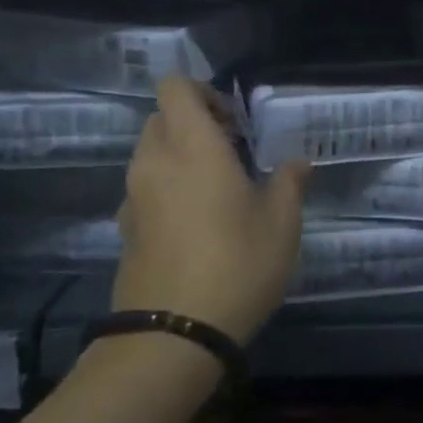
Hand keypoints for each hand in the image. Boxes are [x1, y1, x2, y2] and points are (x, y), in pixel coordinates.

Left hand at [115, 76, 307, 344]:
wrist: (173, 335)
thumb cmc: (236, 264)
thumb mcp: (282, 223)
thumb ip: (289, 183)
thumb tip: (296, 163)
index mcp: (192, 145)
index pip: (175, 87)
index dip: (202, 91)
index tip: (233, 120)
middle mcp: (154, 161)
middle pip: (162, 118)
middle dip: (195, 124)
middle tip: (233, 153)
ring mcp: (133, 196)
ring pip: (151, 154)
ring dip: (180, 157)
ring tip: (218, 190)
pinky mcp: (125, 229)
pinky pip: (145, 189)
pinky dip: (167, 189)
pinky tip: (197, 225)